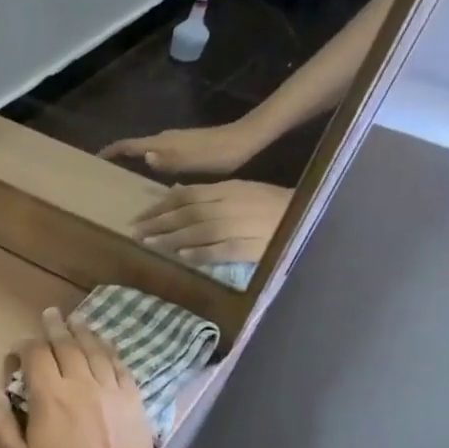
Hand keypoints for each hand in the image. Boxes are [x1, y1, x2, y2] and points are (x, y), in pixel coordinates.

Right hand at [0, 309, 159, 447]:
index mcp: (50, 396)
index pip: (36, 356)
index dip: (26, 345)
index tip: (20, 345)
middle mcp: (81, 384)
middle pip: (67, 346)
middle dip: (56, 328)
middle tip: (51, 313)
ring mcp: (111, 391)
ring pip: (95, 351)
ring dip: (84, 332)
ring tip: (77, 320)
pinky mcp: (134, 402)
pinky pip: (120, 367)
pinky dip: (110, 351)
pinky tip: (106, 347)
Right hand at [98, 119, 263, 176]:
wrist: (245, 140)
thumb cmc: (218, 154)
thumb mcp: (192, 162)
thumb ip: (167, 160)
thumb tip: (145, 156)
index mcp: (162, 144)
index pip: (128, 146)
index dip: (110, 152)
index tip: (94, 160)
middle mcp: (164, 139)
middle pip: (134, 146)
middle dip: (117, 157)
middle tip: (104, 174)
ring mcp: (174, 141)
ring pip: (145, 149)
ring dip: (132, 160)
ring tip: (122, 176)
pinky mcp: (183, 145)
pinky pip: (156, 153)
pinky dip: (146, 162)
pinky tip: (150, 175)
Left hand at [131, 180, 288, 266]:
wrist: (313, 215)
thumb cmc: (273, 204)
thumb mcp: (241, 190)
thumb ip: (209, 194)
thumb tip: (176, 193)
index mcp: (228, 189)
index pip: (186, 196)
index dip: (159, 207)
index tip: (139, 217)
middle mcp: (230, 205)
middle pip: (187, 213)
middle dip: (158, 223)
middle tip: (135, 232)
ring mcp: (240, 225)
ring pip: (198, 231)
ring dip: (170, 238)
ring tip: (149, 245)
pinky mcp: (250, 246)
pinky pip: (219, 250)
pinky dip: (199, 253)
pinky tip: (182, 257)